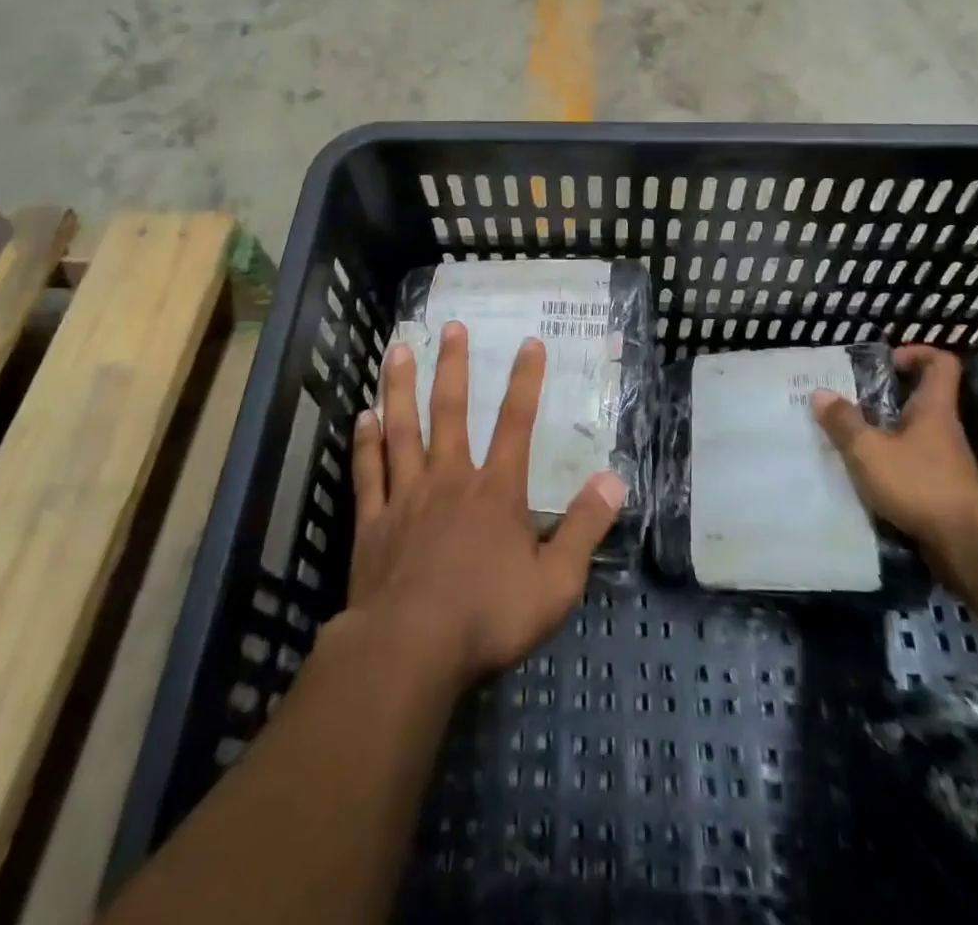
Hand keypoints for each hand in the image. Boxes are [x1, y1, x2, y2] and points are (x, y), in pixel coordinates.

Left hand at [346, 322, 624, 691]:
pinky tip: (363, 417)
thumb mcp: (555, 582)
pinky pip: (368, 472)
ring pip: (402, 429)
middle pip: (450, 411)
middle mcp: (449, 480)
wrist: (409, 650)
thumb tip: (614, 480)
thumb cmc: (487, 617)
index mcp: (495, 492)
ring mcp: (406, 497)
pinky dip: (365, 443)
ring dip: (400, 387)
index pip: (516, 424)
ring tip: (398, 349)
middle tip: (450, 328)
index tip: (529, 343)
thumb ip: (585, 528)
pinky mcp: (372, 521)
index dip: (526, 381)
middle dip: (452, 366)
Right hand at [810, 344, 977, 568]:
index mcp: (933, 409)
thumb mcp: (869, 450)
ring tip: (848, 439)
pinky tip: (863, 475)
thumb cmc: (919, 484)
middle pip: (920, 399)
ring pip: (912, 434)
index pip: (941, 364)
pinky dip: (889, 463)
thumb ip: (843, 422)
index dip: (917, 353)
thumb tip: (820, 393)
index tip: (888, 361)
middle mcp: (943, 430)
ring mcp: (945, 462)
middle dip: (886, 397)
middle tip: (850, 401)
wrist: (966, 546)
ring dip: (883, 433)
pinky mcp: (941, 490)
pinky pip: (911, 464)